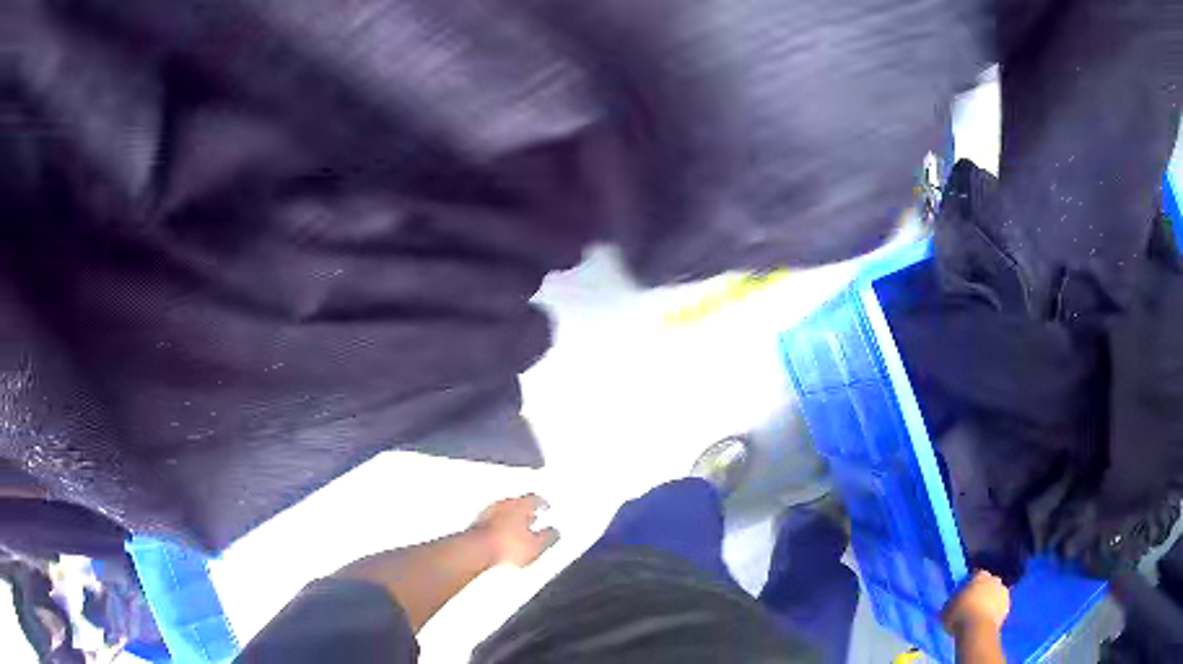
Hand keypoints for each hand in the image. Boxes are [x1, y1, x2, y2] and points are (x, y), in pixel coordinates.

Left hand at [471, 494, 558, 566]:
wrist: (476, 550)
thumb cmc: (505, 545)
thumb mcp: (536, 546)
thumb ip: (548, 537)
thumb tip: (554, 532)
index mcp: (520, 505)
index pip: (534, 498)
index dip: (542, 502)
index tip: (545, 506)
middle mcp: (503, 504)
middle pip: (517, 503)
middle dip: (526, 511)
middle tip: (532, 516)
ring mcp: (487, 513)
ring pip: (504, 512)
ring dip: (511, 519)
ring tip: (517, 529)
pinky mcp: (477, 524)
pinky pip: (492, 521)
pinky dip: (499, 526)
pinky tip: (501, 537)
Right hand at [942, 570, 1010, 634]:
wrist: (977, 630)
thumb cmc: (959, 616)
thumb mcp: (947, 608)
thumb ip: (953, 601)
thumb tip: (954, 602)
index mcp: (980, 575)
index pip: (976, 575)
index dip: (970, 585)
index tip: (964, 595)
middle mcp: (995, 579)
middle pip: (989, 583)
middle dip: (983, 592)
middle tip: (973, 605)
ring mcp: (1003, 592)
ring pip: (996, 595)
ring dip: (990, 602)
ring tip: (979, 616)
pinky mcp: (1007, 607)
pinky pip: (1000, 608)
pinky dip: (994, 613)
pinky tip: (985, 622)